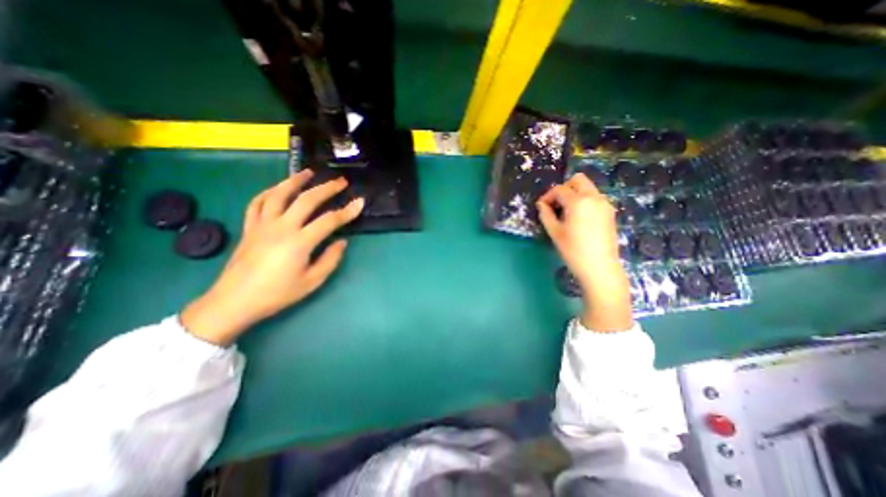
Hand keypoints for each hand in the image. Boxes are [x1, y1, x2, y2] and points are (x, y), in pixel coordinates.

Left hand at [181, 170, 360, 344]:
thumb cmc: (277, 294)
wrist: (235, 301)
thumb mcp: (312, 282)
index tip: (360, 202)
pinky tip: (278, 188)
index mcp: (299, 242)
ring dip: (295, 180)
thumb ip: (330, 259)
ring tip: (308, 172)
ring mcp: (262, 224)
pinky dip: (269, 192)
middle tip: (341, 181)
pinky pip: (258, 202)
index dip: (347, 211)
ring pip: (279, 194)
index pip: (329, 220)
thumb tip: (341, 242)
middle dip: (327, 188)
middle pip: (307, 200)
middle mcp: (281, 227)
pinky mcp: (250, 227)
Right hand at [536, 172, 632, 331]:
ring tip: (566, 212)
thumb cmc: (573, 250)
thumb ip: (546, 214)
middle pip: (578, 180)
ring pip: (587, 188)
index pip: (559, 189)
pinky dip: (584, 200)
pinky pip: (594, 197)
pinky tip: (578, 217)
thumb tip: (541, 204)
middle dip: (564, 189)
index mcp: (578, 202)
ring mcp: (604, 204)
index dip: (547, 196)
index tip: (541, 207)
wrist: (599, 267)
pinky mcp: (610, 212)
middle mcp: (594, 197)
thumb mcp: (555, 232)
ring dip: (574, 194)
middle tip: (556, 205)